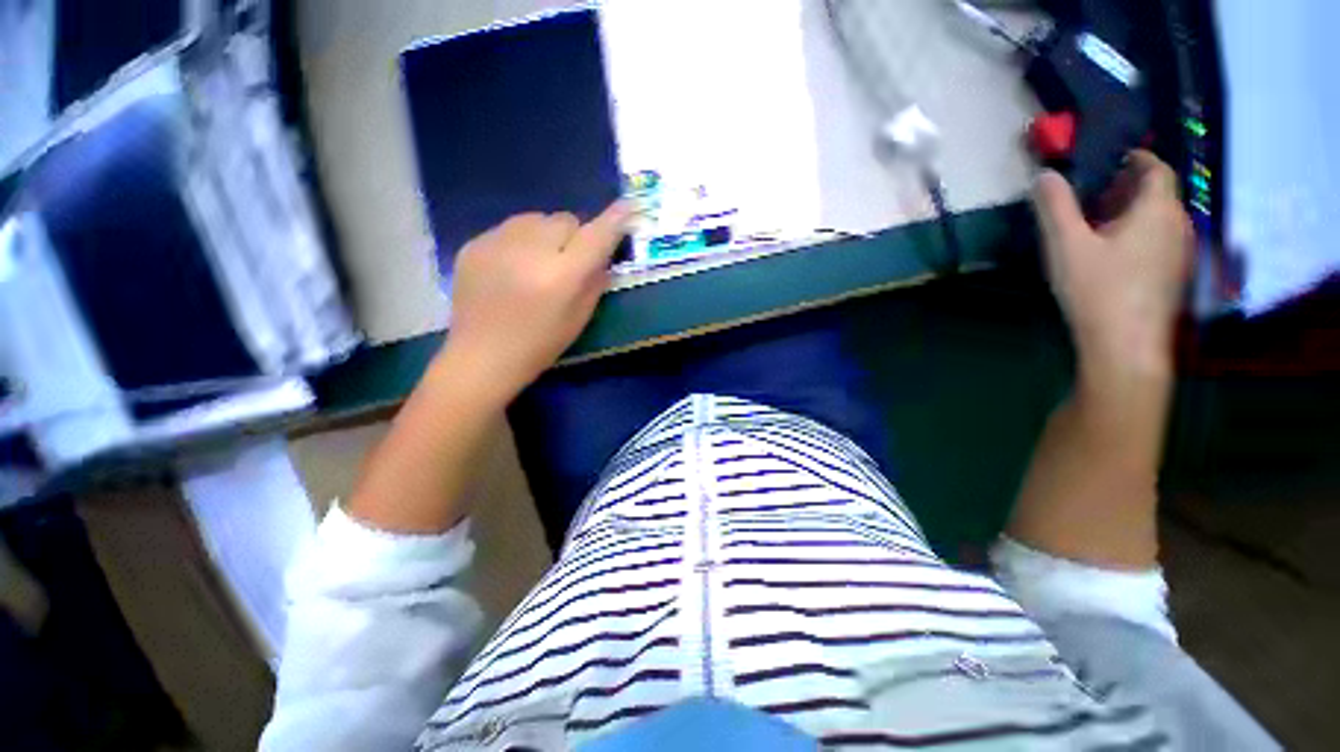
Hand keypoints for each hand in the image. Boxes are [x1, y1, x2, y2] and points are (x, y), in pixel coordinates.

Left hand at [442, 203, 630, 401]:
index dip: (613, 220)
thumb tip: (603, 253)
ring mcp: (497, 243)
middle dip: (573, 235)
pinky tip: (512, 268)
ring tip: (537, 263)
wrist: (482, 356)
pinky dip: (519, 241)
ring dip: (546, 234)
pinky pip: (509, 228)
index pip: (595, 236)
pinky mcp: (473, 243)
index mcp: (561, 276)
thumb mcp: (580, 318)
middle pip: (565, 220)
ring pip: (536, 218)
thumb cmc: (540, 344)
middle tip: (568, 261)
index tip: (627, 206)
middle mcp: (530, 251)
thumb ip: (596, 281)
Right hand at [1033, 151, 1193, 381]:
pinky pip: (1159, 242)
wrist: (1126, 346)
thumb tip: (1045, 174)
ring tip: (1101, 223)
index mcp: (1157, 211)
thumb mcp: (1066, 245)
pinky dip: (1139, 235)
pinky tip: (1114, 254)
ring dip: (1134, 213)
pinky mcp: (1172, 278)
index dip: (1139, 159)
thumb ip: (1055, 207)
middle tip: (1097, 193)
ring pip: (1160, 220)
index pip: (1157, 170)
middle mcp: (1177, 226)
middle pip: (1159, 195)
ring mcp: (1179, 255)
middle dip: (1131, 187)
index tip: (1115, 159)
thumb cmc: (1097, 289)